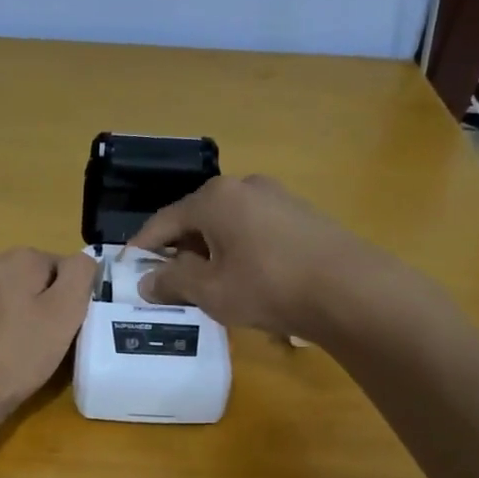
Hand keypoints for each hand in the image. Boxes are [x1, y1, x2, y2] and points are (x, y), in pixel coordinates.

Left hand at [0, 248, 97, 424]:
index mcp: (21, 258)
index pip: (55, 268)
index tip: (54, 327)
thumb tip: (82, 258)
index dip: (60, 298)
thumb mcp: (64, 319)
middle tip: (27, 337)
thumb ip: (79, 276)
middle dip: (26, 296)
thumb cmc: (17, 359)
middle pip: (19, 272)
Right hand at [133, 175, 375, 336]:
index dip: (143, 246)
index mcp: (214, 199)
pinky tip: (242, 275)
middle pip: (196, 217)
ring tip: (203, 281)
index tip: (128, 267)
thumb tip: (146, 280)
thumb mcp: (210, 290)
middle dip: (177, 248)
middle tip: (165, 279)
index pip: (164, 221)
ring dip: (209, 249)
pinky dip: (236, 248)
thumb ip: (173, 282)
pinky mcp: (300, 214)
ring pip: (226, 223)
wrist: (349, 289)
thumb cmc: (268, 287)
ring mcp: (276, 197)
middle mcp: (243, 186)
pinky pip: (253, 228)